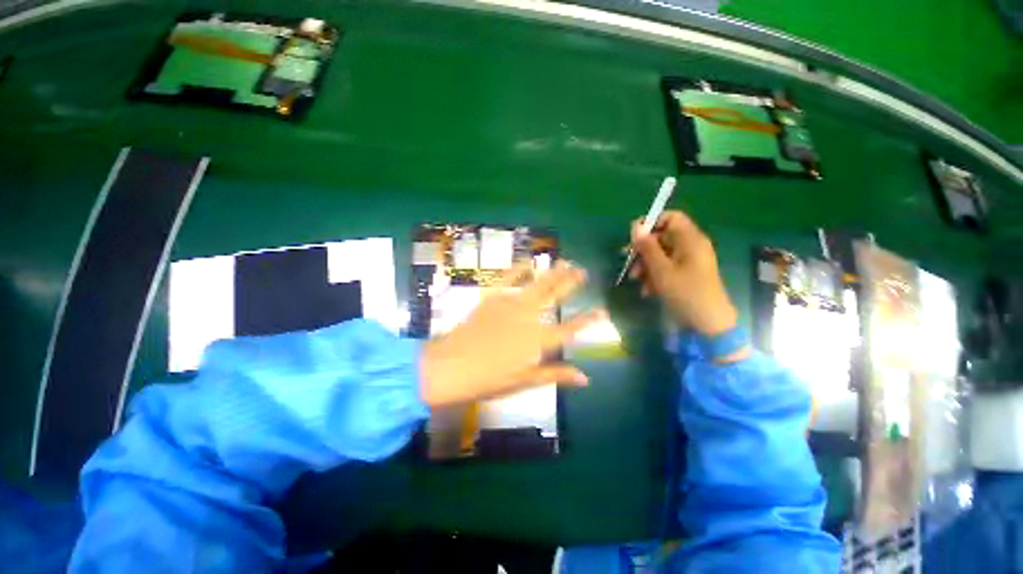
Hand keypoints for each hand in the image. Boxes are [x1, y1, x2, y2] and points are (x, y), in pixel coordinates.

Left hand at [420, 261, 605, 407]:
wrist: (451, 366)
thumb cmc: (488, 379)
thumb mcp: (524, 382)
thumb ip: (555, 375)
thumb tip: (585, 378)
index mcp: (538, 341)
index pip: (570, 329)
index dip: (588, 320)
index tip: (603, 311)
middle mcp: (529, 317)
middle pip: (555, 297)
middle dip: (571, 283)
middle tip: (583, 271)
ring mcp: (510, 304)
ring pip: (537, 284)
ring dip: (553, 272)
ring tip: (565, 261)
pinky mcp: (493, 297)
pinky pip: (508, 278)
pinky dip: (519, 268)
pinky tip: (529, 261)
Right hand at [630, 210, 737, 335]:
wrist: (707, 323)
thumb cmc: (685, 292)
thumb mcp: (661, 270)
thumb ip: (647, 247)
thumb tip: (636, 226)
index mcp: (690, 240)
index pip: (671, 217)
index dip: (651, 223)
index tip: (633, 236)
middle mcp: (691, 246)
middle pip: (662, 237)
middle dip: (643, 249)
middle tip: (627, 260)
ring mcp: (689, 261)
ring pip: (661, 254)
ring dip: (645, 265)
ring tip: (635, 280)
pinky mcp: (686, 274)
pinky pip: (666, 267)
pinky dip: (654, 276)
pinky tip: (646, 290)